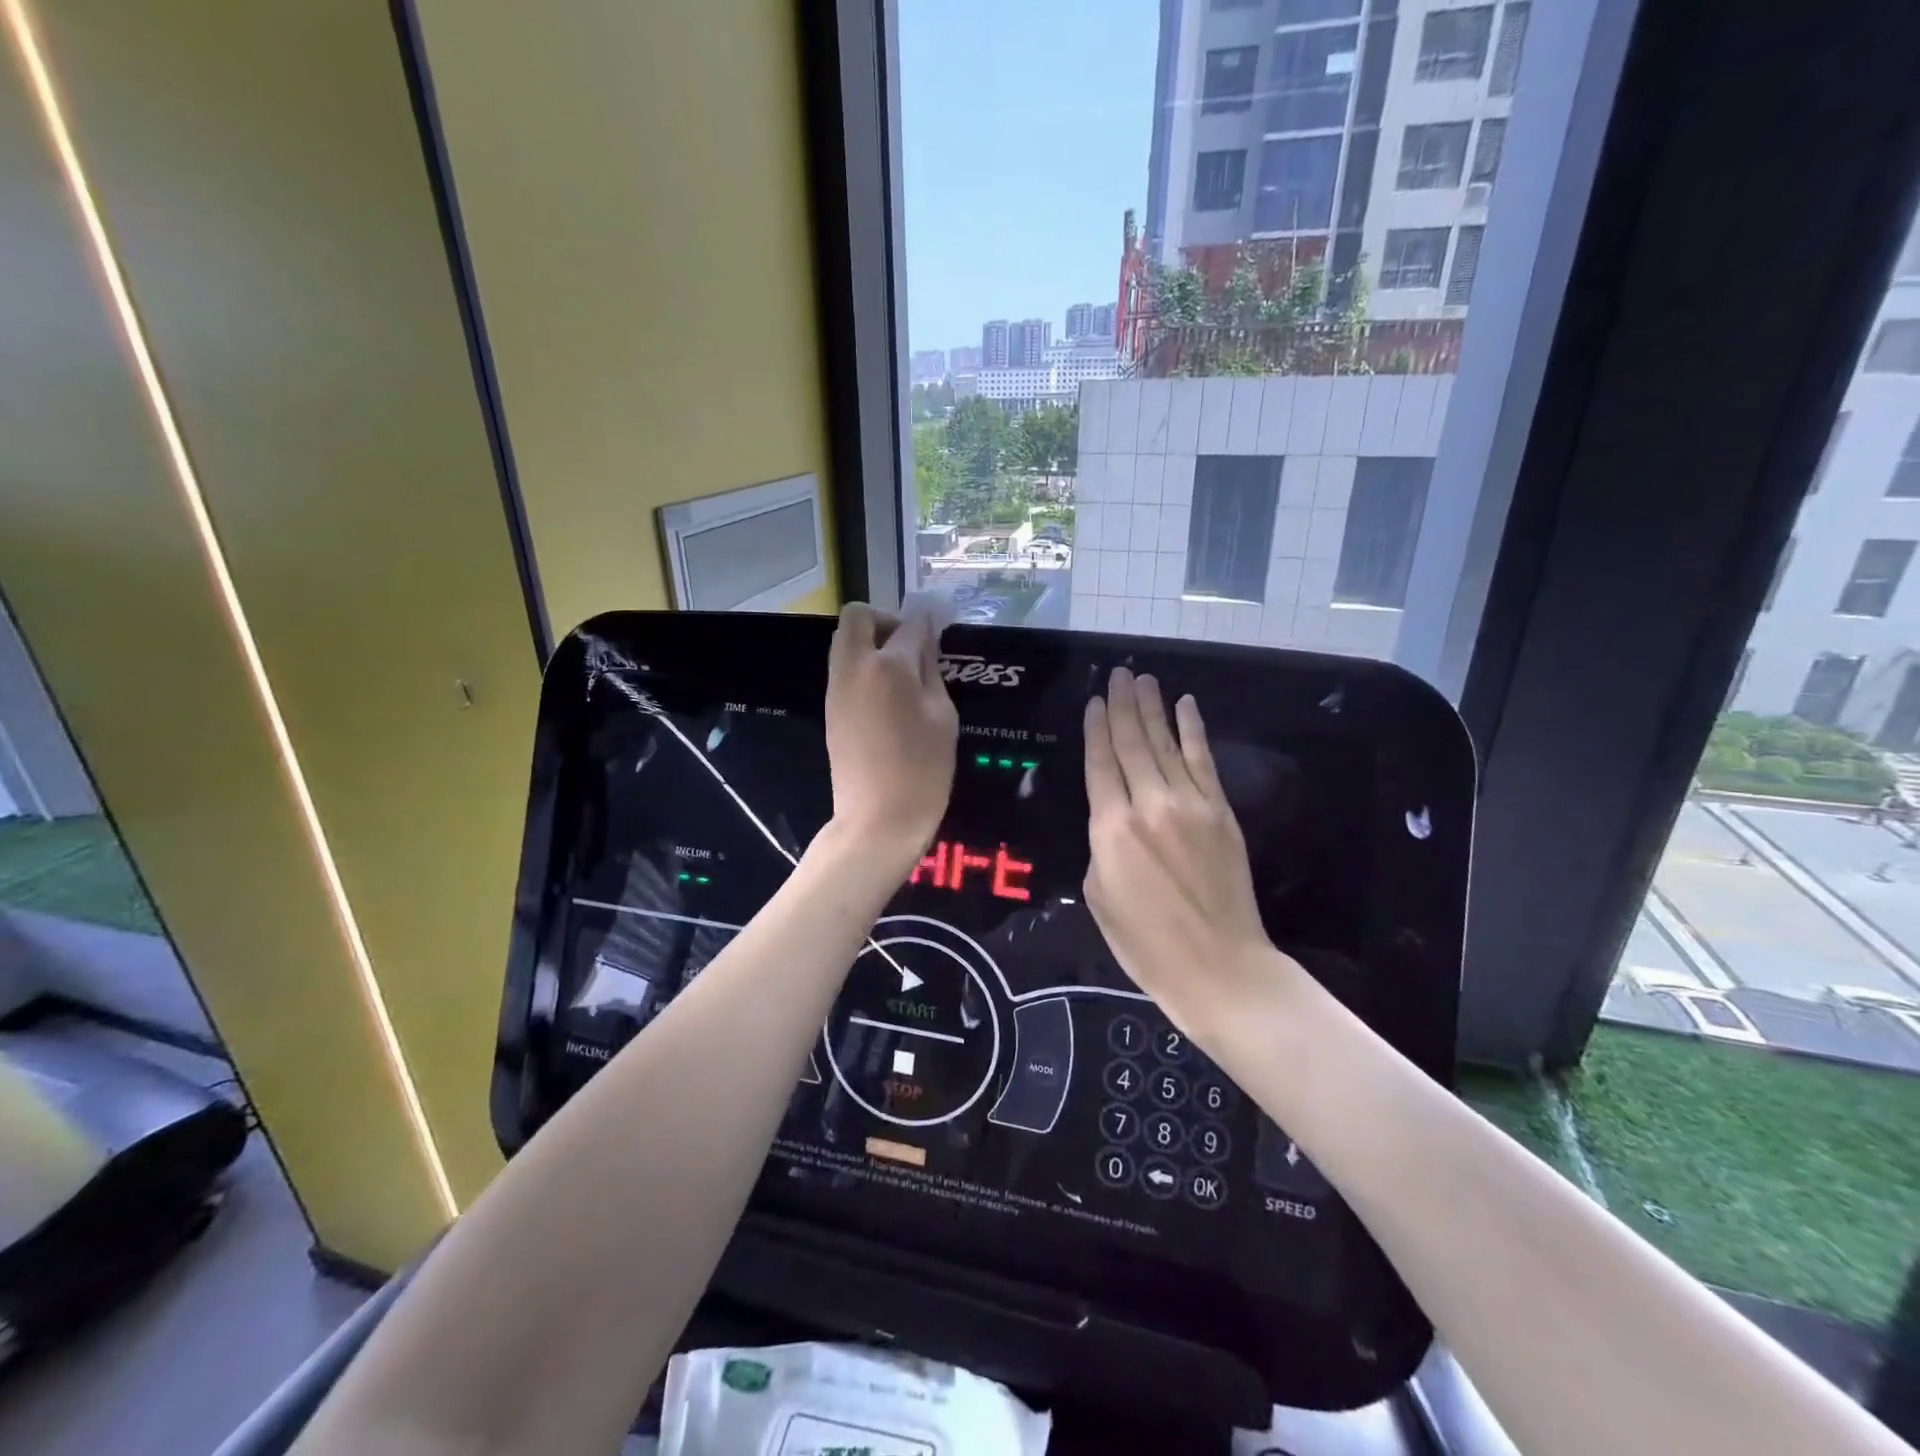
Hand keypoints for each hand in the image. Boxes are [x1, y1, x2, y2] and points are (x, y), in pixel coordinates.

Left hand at [823, 599, 957, 871]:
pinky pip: (843, 667)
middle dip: (886, 620)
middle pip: (858, 616)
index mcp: (889, 666)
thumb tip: (926, 640)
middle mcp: (855, 666)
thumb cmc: (923, 770)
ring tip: (902, 674)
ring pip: (845, 640)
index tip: (941, 625)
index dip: (928, 619)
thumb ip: (932, 671)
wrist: (878, 819)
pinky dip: (863, 665)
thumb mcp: (943, 717)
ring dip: (871, 642)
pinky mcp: (830, 707)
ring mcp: (836, 687)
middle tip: (911, 647)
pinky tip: (888, 695)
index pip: (909, 622)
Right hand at [1083, 669, 1279, 1036]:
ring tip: (1143, 680)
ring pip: (1166, 744)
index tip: (1094, 701)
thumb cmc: (1146, 943)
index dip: (1095, 728)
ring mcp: (1190, 804)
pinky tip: (1186, 706)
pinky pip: (1204, 761)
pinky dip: (1193, 730)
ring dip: (1153, 709)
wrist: (1218, 967)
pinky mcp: (1221, 812)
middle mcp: (1149, 804)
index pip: (1099, 763)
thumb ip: (1101, 846)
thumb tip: (1112, 821)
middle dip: (1122, 705)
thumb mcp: (1098, 896)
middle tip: (1118, 674)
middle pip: (1131, 743)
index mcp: (1111, 828)